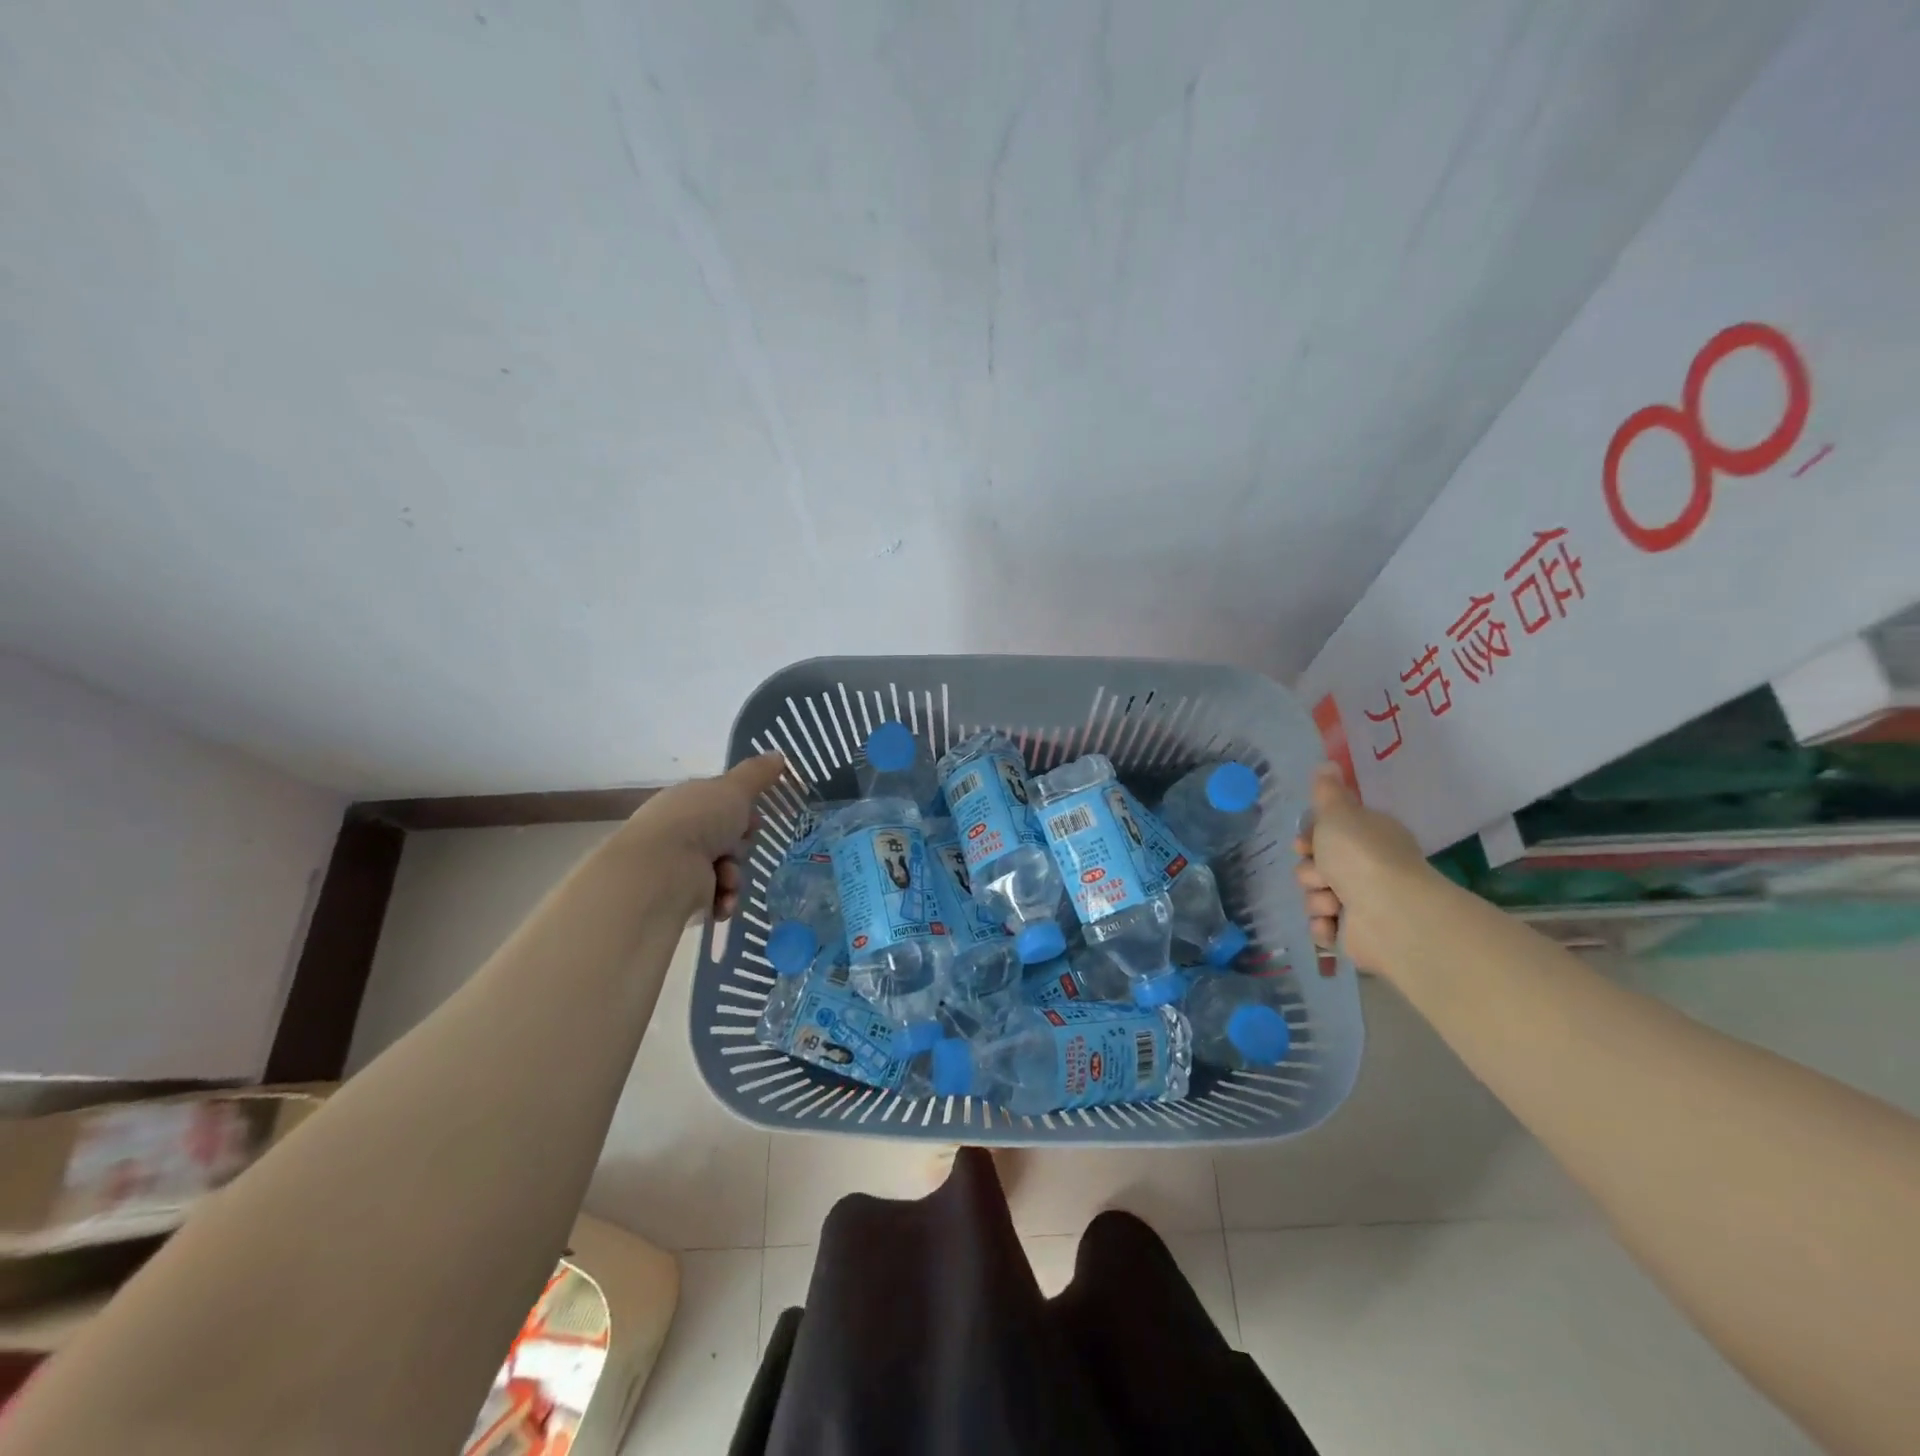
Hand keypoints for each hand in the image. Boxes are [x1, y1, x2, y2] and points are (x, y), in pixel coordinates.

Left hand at [616, 754, 789, 920]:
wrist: (662, 870)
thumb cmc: (698, 821)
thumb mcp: (734, 789)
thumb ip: (757, 774)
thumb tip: (778, 754)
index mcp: (688, 802)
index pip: (722, 806)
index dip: (742, 814)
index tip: (753, 820)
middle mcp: (680, 832)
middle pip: (728, 840)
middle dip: (740, 848)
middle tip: (737, 848)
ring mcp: (678, 865)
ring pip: (726, 871)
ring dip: (734, 877)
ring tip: (726, 880)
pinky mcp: (680, 897)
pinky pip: (716, 898)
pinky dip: (724, 900)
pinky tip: (721, 900)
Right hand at [1293, 766, 1431, 972]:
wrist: (1390, 914)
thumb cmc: (1362, 856)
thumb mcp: (1338, 814)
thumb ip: (1326, 792)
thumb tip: (1327, 763)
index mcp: (1368, 836)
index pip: (1327, 834)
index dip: (1309, 839)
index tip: (1304, 843)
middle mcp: (1367, 867)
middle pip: (1315, 866)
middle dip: (1311, 872)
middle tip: (1323, 874)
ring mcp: (1363, 902)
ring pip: (1315, 896)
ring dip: (1316, 899)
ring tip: (1333, 903)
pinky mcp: (1356, 934)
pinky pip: (1323, 927)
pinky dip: (1324, 927)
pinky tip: (1331, 924)